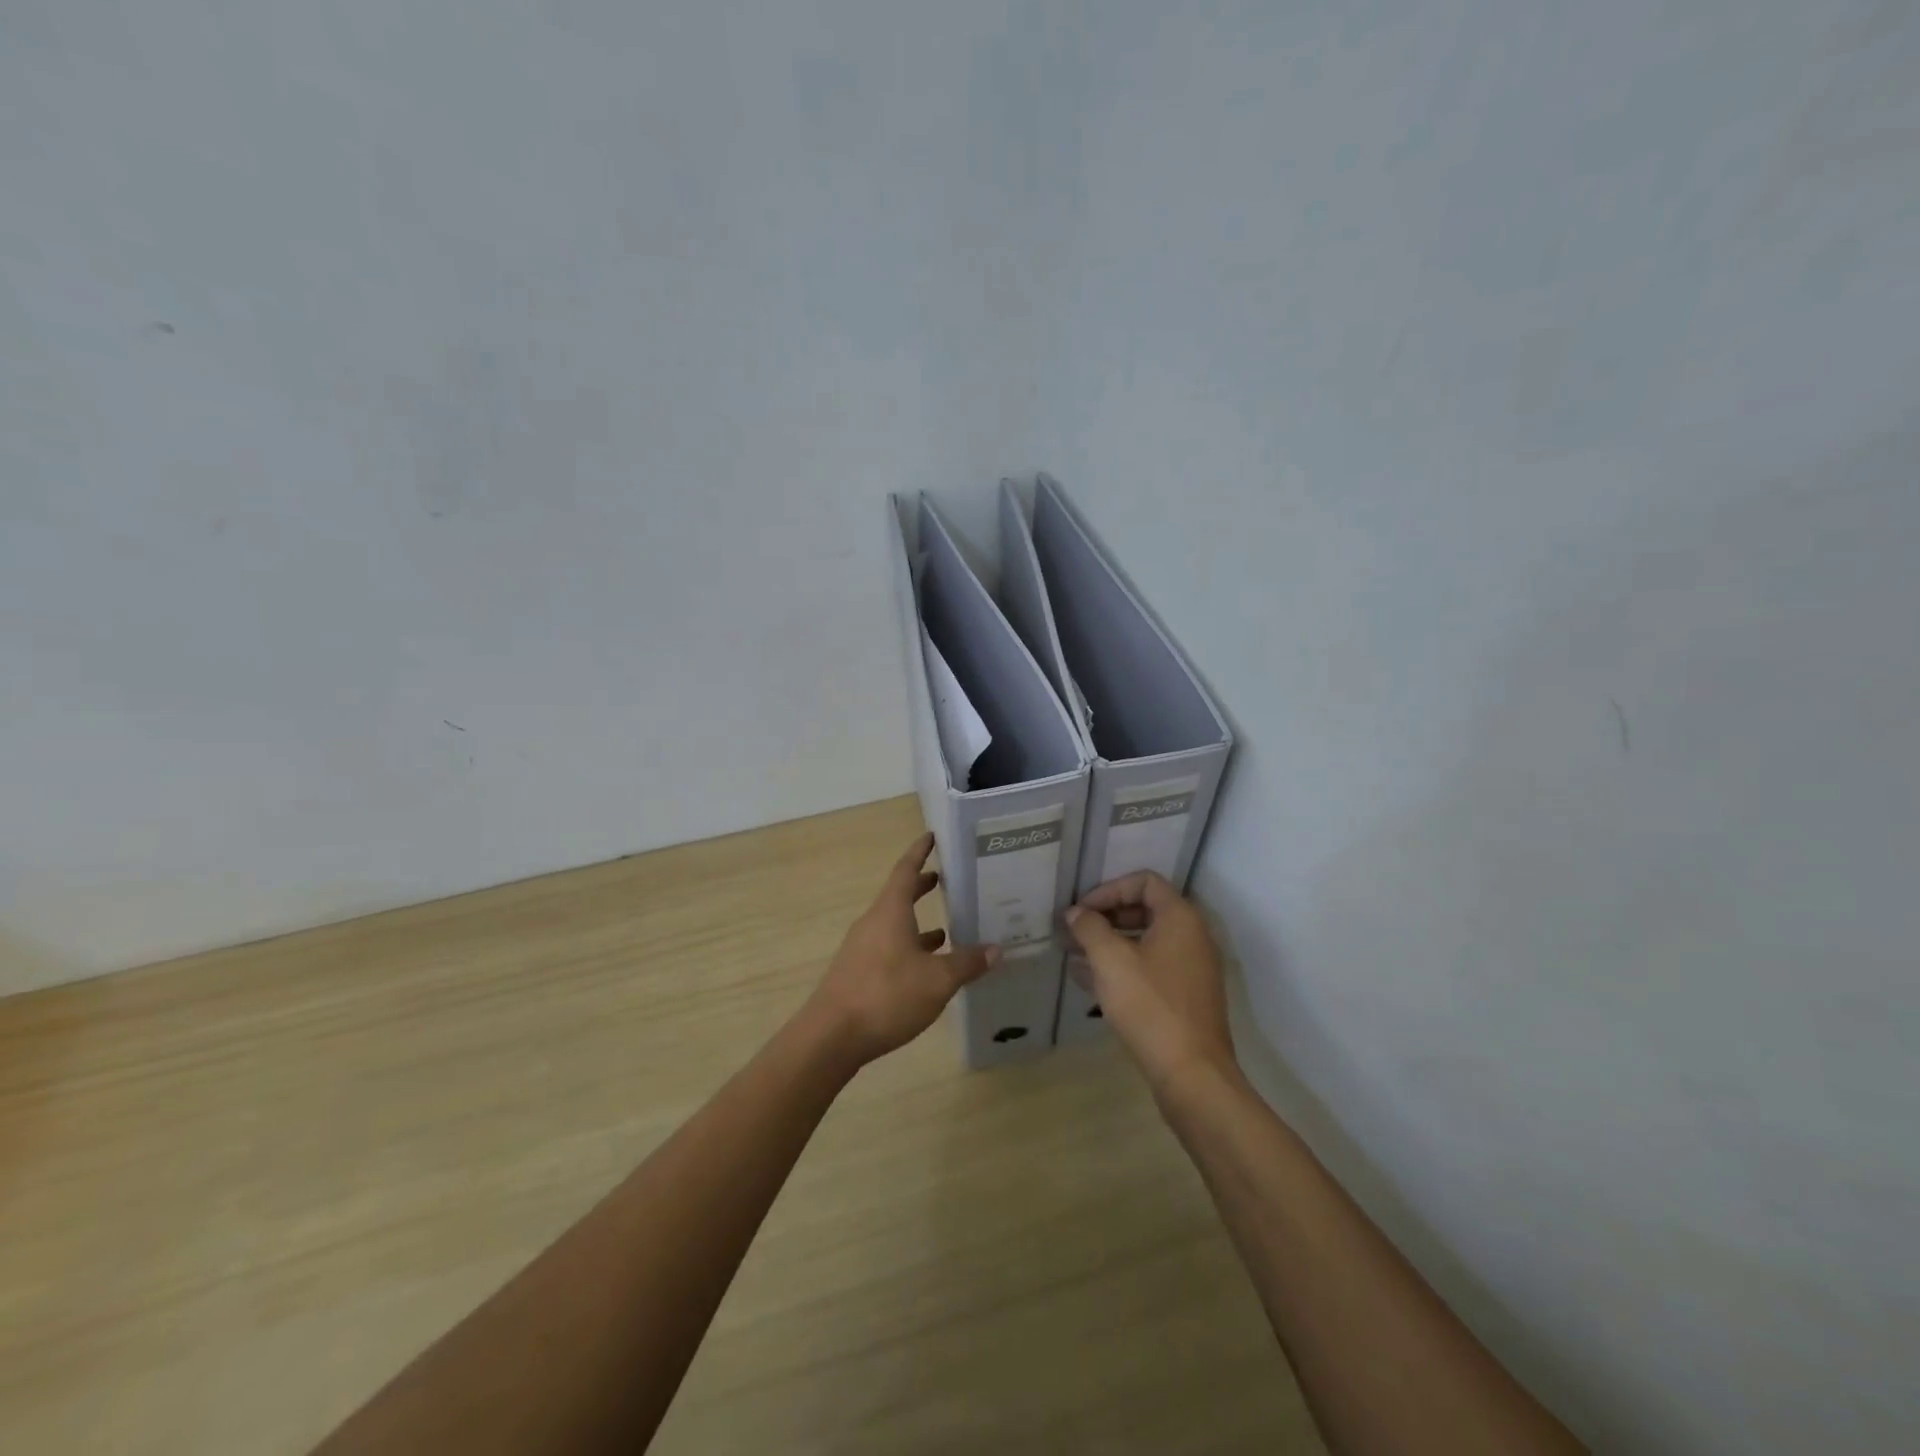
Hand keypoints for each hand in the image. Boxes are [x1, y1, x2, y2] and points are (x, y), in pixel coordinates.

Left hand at [805, 833, 998, 1068]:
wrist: (831, 1037)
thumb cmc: (886, 996)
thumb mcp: (937, 980)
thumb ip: (967, 963)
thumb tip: (996, 949)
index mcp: (890, 912)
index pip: (905, 870)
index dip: (919, 851)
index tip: (931, 836)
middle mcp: (874, 923)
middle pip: (899, 896)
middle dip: (921, 886)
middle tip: (945, 879)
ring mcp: (862, 949)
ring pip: (894, 925)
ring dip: (918, 923)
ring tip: (947, 929)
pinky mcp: (858, 974)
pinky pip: (889, 949)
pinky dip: (909, 949)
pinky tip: (926, 969)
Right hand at [1065, 871, 1235, 1092]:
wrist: (1191, 1074)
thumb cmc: (1150, 1006)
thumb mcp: (1111, 960)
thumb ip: (1090, 928)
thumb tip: (1076, 913)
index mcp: (1181, 918)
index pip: (1144, 882)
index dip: (1109, 889)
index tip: (1082, 911)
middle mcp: (1192, 937)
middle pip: (1144, 910)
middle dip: (1105, 918)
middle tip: (1074, 931)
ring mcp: (1190, 969)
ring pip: (1144, 942)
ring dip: (1108, 944)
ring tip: (1073, 955)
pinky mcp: (1184, 997)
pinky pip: (1149, 968)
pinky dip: (1121, 968)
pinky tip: (1087, 980)